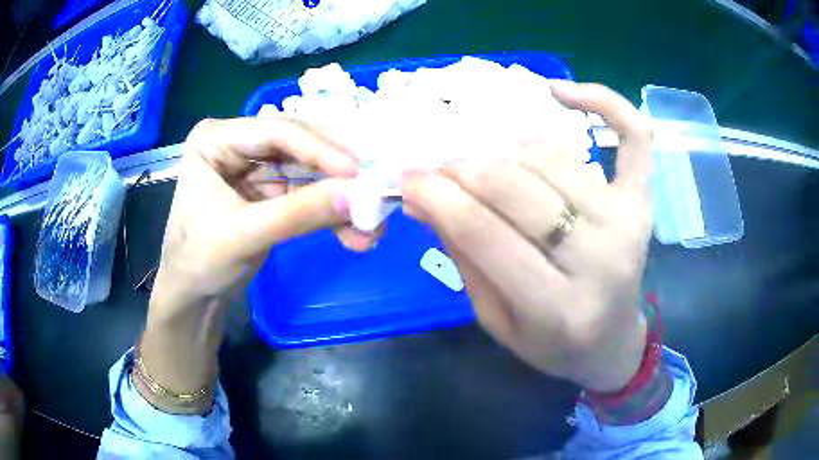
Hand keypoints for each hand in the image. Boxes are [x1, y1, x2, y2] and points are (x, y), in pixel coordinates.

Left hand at [140, 117, 376, 412]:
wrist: (194, 297)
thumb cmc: (200, 261)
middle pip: (299, 147)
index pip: (275, 131)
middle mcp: (239, 144)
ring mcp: (257, 168)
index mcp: (216, 139)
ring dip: (340, 198)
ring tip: (370, 224)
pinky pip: (309, 194)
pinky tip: (352, 234)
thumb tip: (358, 195)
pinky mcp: (272, 192)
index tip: (358, 171)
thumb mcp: (244, 235)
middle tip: (373, 191)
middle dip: (336, 174)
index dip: (319, 149)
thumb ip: (299, 213)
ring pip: (310, 172)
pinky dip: (331, 213)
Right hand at [401, 82, 653, 391]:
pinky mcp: (642, 200)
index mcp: (558, 308)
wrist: (610, 342)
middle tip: (442, 170)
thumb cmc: (550, 343)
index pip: (486, 235)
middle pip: (518, 188)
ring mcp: (628, 221)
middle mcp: (600, 259)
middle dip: (464, 170)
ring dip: (505, 150)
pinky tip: (561, 91)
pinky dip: (602, 101)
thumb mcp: (495, 317)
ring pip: (552, 157)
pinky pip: (633, 136)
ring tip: (485, 163)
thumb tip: (422, 196)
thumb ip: (463, 255)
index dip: (440, 198)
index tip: (409, 178)